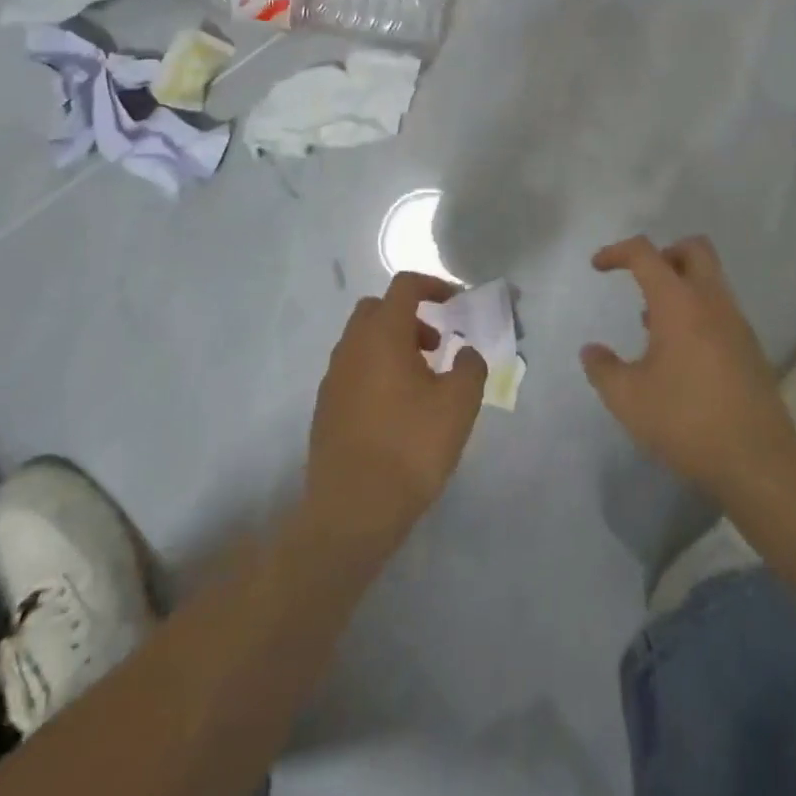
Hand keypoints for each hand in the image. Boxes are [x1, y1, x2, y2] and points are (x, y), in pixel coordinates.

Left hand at [305, 273, 485, 555]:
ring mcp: (333, 377)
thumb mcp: (459, 405)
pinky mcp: (325, 406)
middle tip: (436, 344)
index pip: (405, 286)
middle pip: (378, 309)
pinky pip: (353, 369)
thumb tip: (465, 353)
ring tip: (422, 381)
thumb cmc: (410, 447)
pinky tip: (397, 409)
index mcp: (383, 334)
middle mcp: (352, 346)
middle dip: (410, 316)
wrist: (352, 510)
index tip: (456, 303)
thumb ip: (469, 367)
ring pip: (363, 340)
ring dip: (393, 344)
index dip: (433, 285)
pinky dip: (376, 370)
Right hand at [582, 235, 795, 500]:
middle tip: (640, 280)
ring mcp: (737, 323)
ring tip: (652, 325)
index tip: (598, 267)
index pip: (646, 254)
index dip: (617, 252)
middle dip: (663, 253)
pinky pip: (720, 309)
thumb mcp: (628, 399)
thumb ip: (603, 369)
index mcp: (678, 303)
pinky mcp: (750, 348)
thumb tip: (591, 351)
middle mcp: (712, 302)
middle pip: (693, 249)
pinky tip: (679, 353)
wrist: (758, 461)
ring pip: (710, 279)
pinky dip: (697, 312)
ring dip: (680, 286)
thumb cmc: (686, 421)